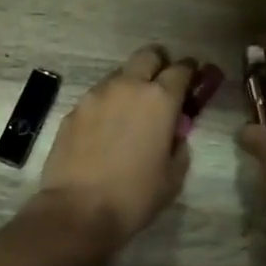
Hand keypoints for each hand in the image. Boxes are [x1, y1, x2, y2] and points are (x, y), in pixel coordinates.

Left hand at [38, 44, 194, 248]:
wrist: (78, 210)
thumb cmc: (135, 195)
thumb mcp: (173, 176)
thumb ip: (179, 145)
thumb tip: (175, 133)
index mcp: (160, 99)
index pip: (181, 69)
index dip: (190, 72)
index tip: (192, 81)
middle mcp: (127, 86)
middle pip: (148, 55)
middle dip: (159, 65)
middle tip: (161, 88)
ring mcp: (96, 95)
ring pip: (119, 75)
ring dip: (130, 85)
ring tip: (130, 114)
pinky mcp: (73, 110)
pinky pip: (97, 97)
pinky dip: (107, 106)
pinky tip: (105, 132)